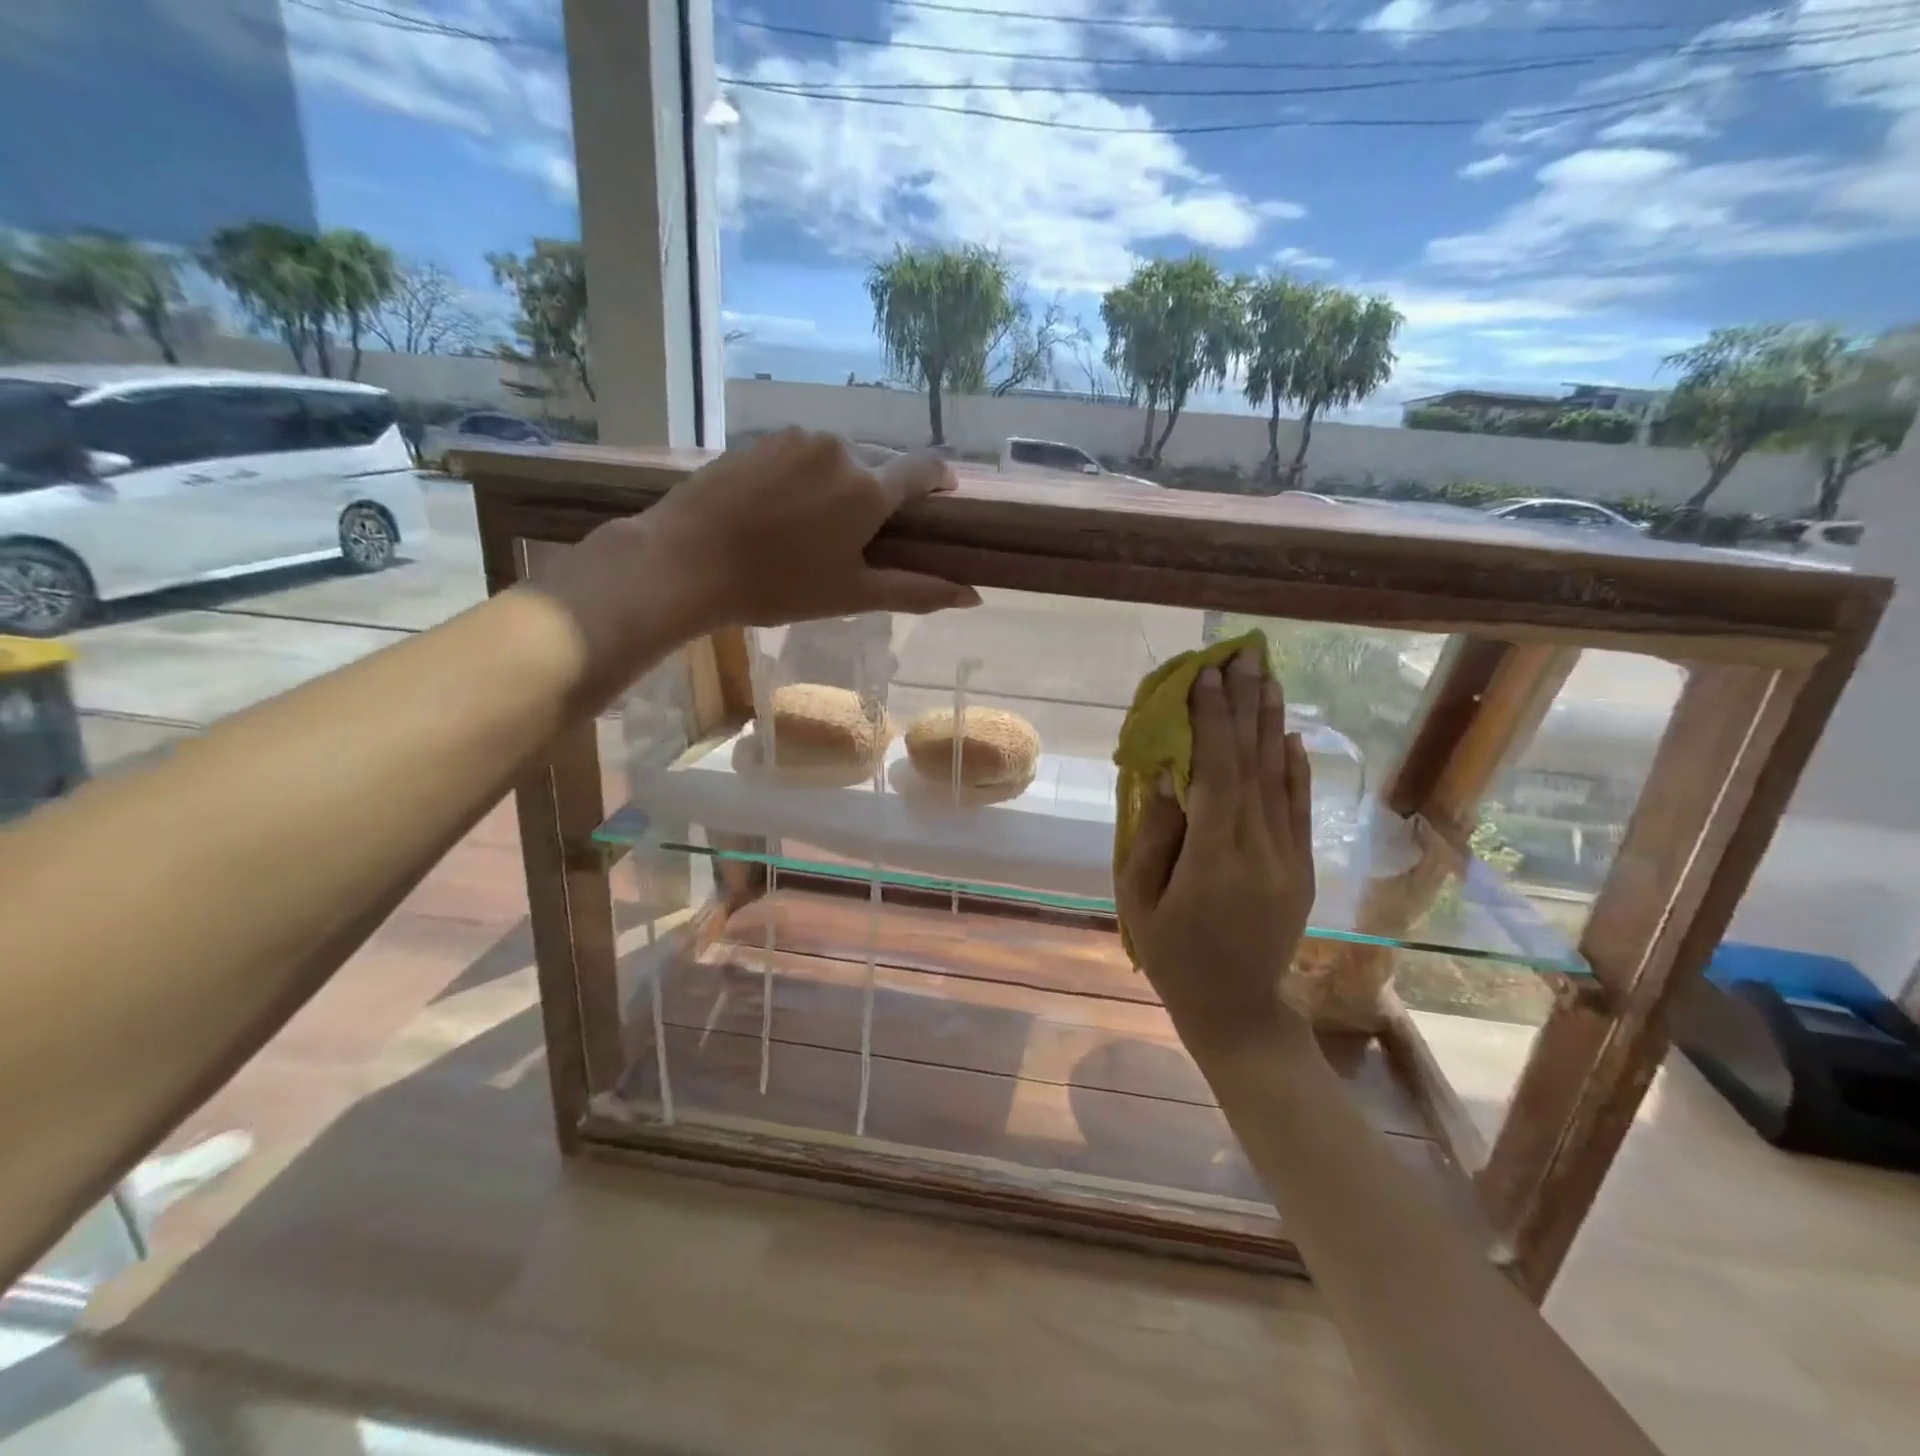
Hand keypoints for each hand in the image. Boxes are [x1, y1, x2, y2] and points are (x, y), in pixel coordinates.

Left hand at [632, 429, 979, 633]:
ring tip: (810, 526)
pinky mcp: (758, 439)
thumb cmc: (779, 586)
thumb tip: (973, 596)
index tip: (943, 496)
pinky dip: (802, 477)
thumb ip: (916, 590)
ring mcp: (794, 438)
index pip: (924, 468)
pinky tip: (778, 510)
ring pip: (835, 459)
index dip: (940, 480)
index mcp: (868, 488)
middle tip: (857, 537)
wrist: (687, 561)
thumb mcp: (852, 595)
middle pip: (876, 467)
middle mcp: (839, 450)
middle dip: (877, 495)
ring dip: (836, 485)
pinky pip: (798, 454)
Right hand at [1116, 643, 1317, 1049]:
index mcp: (1213, 859)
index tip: (1207, 674)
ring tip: (1266, 677)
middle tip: (1242, 655)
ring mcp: (1289, 857)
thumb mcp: (1140, 899)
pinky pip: (1299, 807)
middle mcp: (1259, 849)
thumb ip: (1154, 834)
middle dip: (1244, 705)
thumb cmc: (1172, 953)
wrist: (1236, 1006)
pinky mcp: (1302, 866)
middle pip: (1253, 764)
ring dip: (1271, 723)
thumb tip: (1166, 774)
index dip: (1212, 720)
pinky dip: (1294, 766)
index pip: (1216, 773)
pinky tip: (1288, 734)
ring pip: (1281, 778)